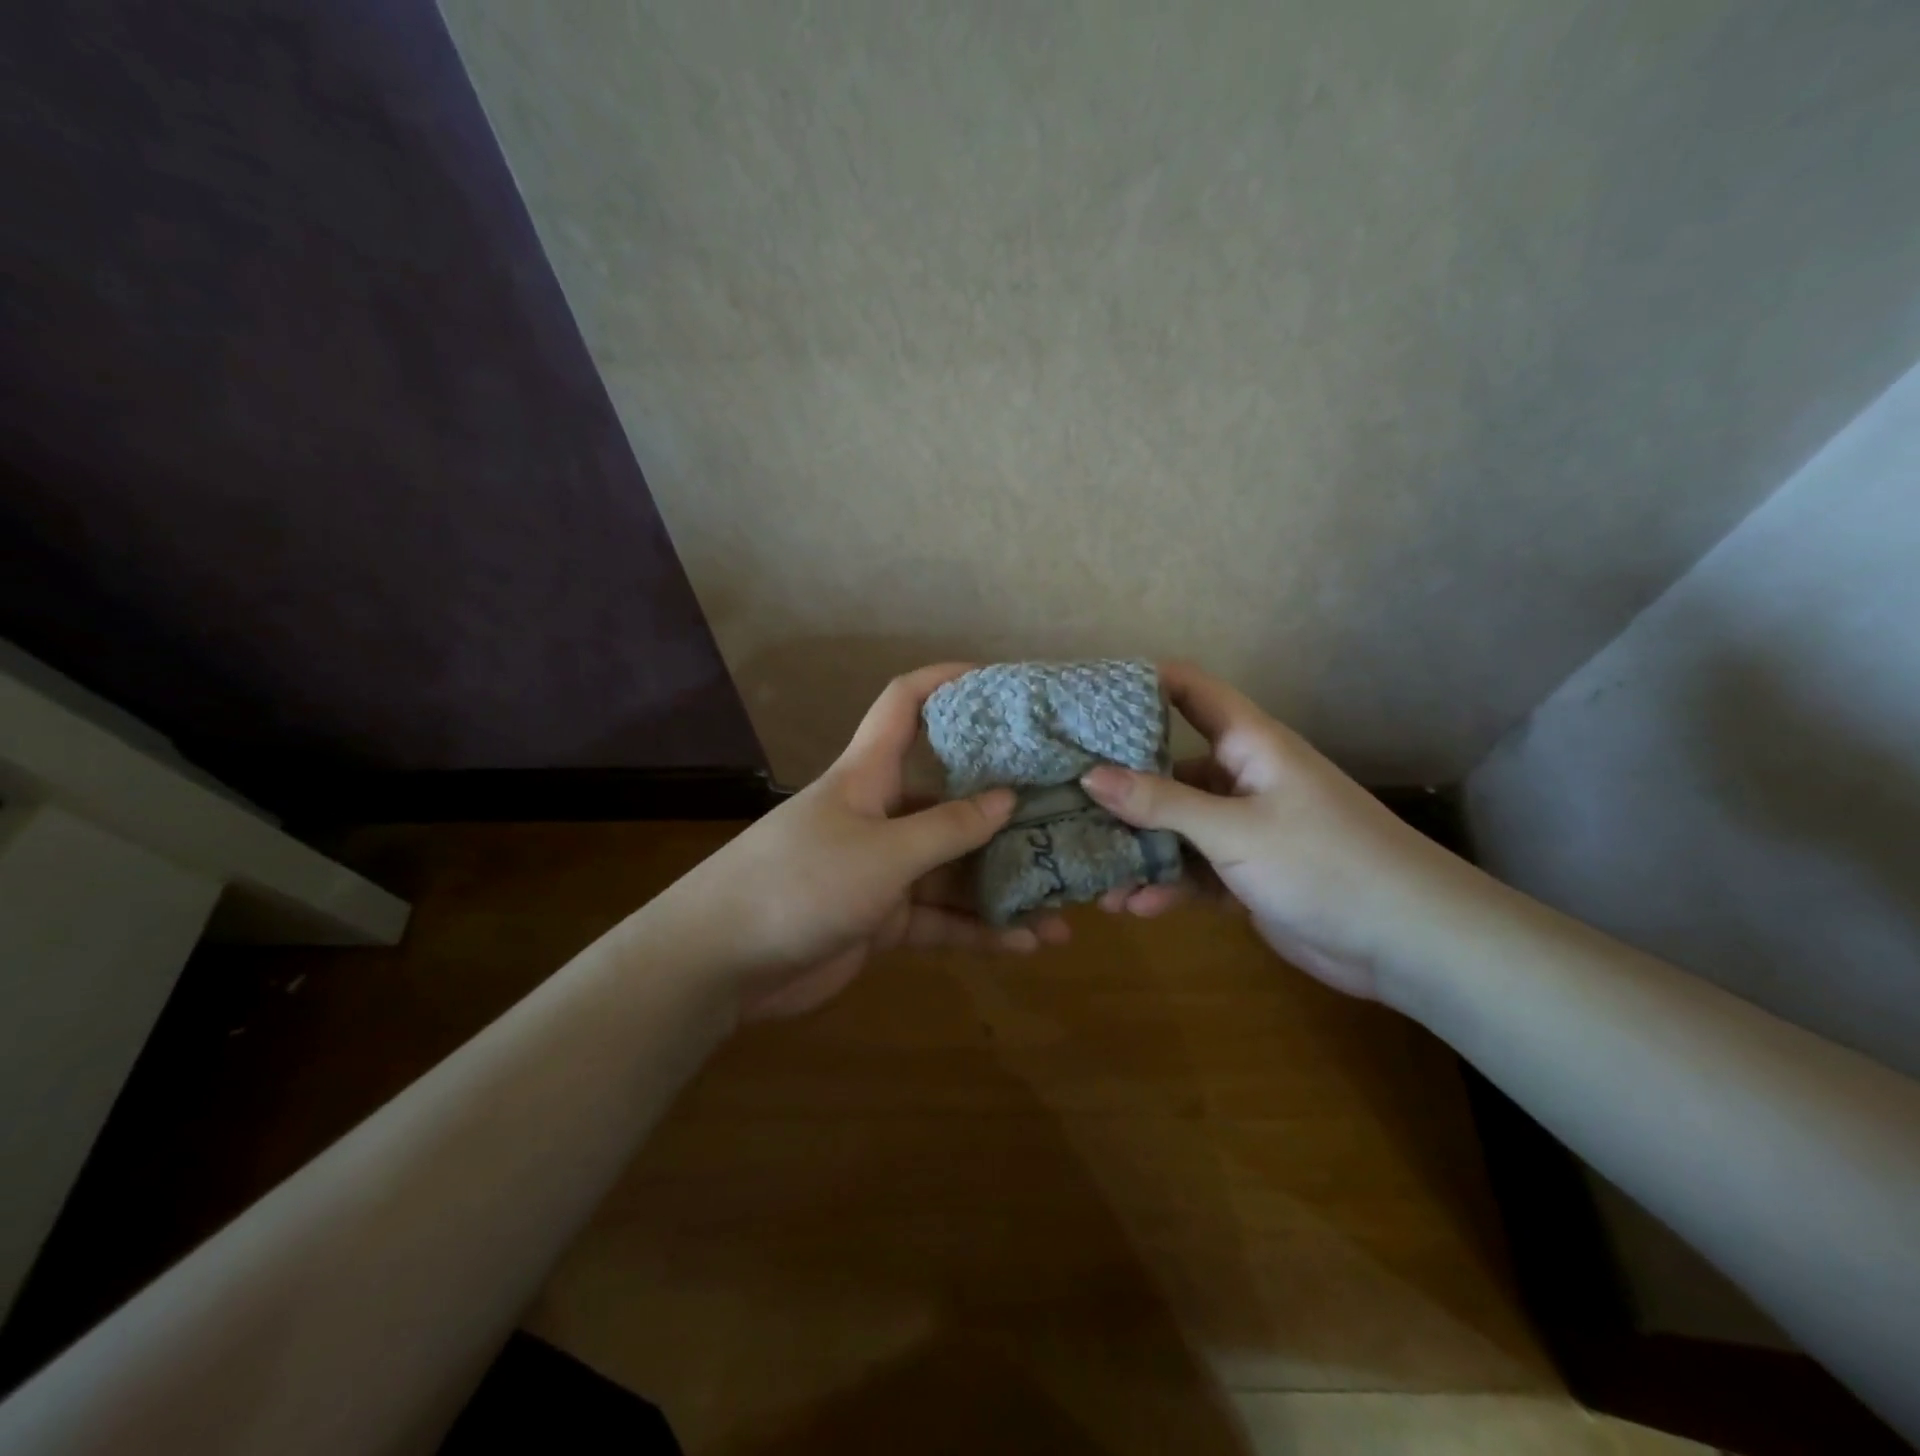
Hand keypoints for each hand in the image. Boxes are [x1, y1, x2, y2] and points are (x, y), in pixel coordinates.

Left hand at [653, 664, 1071, 1019]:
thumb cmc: (801, 883)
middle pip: (950, 797)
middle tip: (1065, 817)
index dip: (946, 681)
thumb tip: (1007, 798)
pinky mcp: (882, 919)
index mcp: (869, 775)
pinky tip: (1028, 943)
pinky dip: (979, 930)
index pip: (905, 704)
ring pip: (953, 868)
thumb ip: (947, 829)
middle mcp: (880, 814)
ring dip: (1003, 886)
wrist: (722, 964)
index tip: (999, 681)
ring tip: (1066, 903)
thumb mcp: (883, 854)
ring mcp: (882, 869)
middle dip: (1004, 809)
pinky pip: (941, 918)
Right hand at [1080, 663, 1465, 998]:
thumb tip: (1088, 775)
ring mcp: (1245, 829)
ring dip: (1139, 849)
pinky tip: (1134, 907)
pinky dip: (1167, 886)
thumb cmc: (1324, 862)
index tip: (1086, 695)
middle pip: (1169, 769)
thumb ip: (1160, 803)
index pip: (1191, 692)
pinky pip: (1194, 871)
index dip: (1143, 684)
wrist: (1409, 942)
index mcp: (1249, 745)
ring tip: (1092, 872)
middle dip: (1121, 787)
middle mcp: (1243, 779)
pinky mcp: (1247, 875)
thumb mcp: (1234, 830)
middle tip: (1064, 799)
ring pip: (1177, 828)